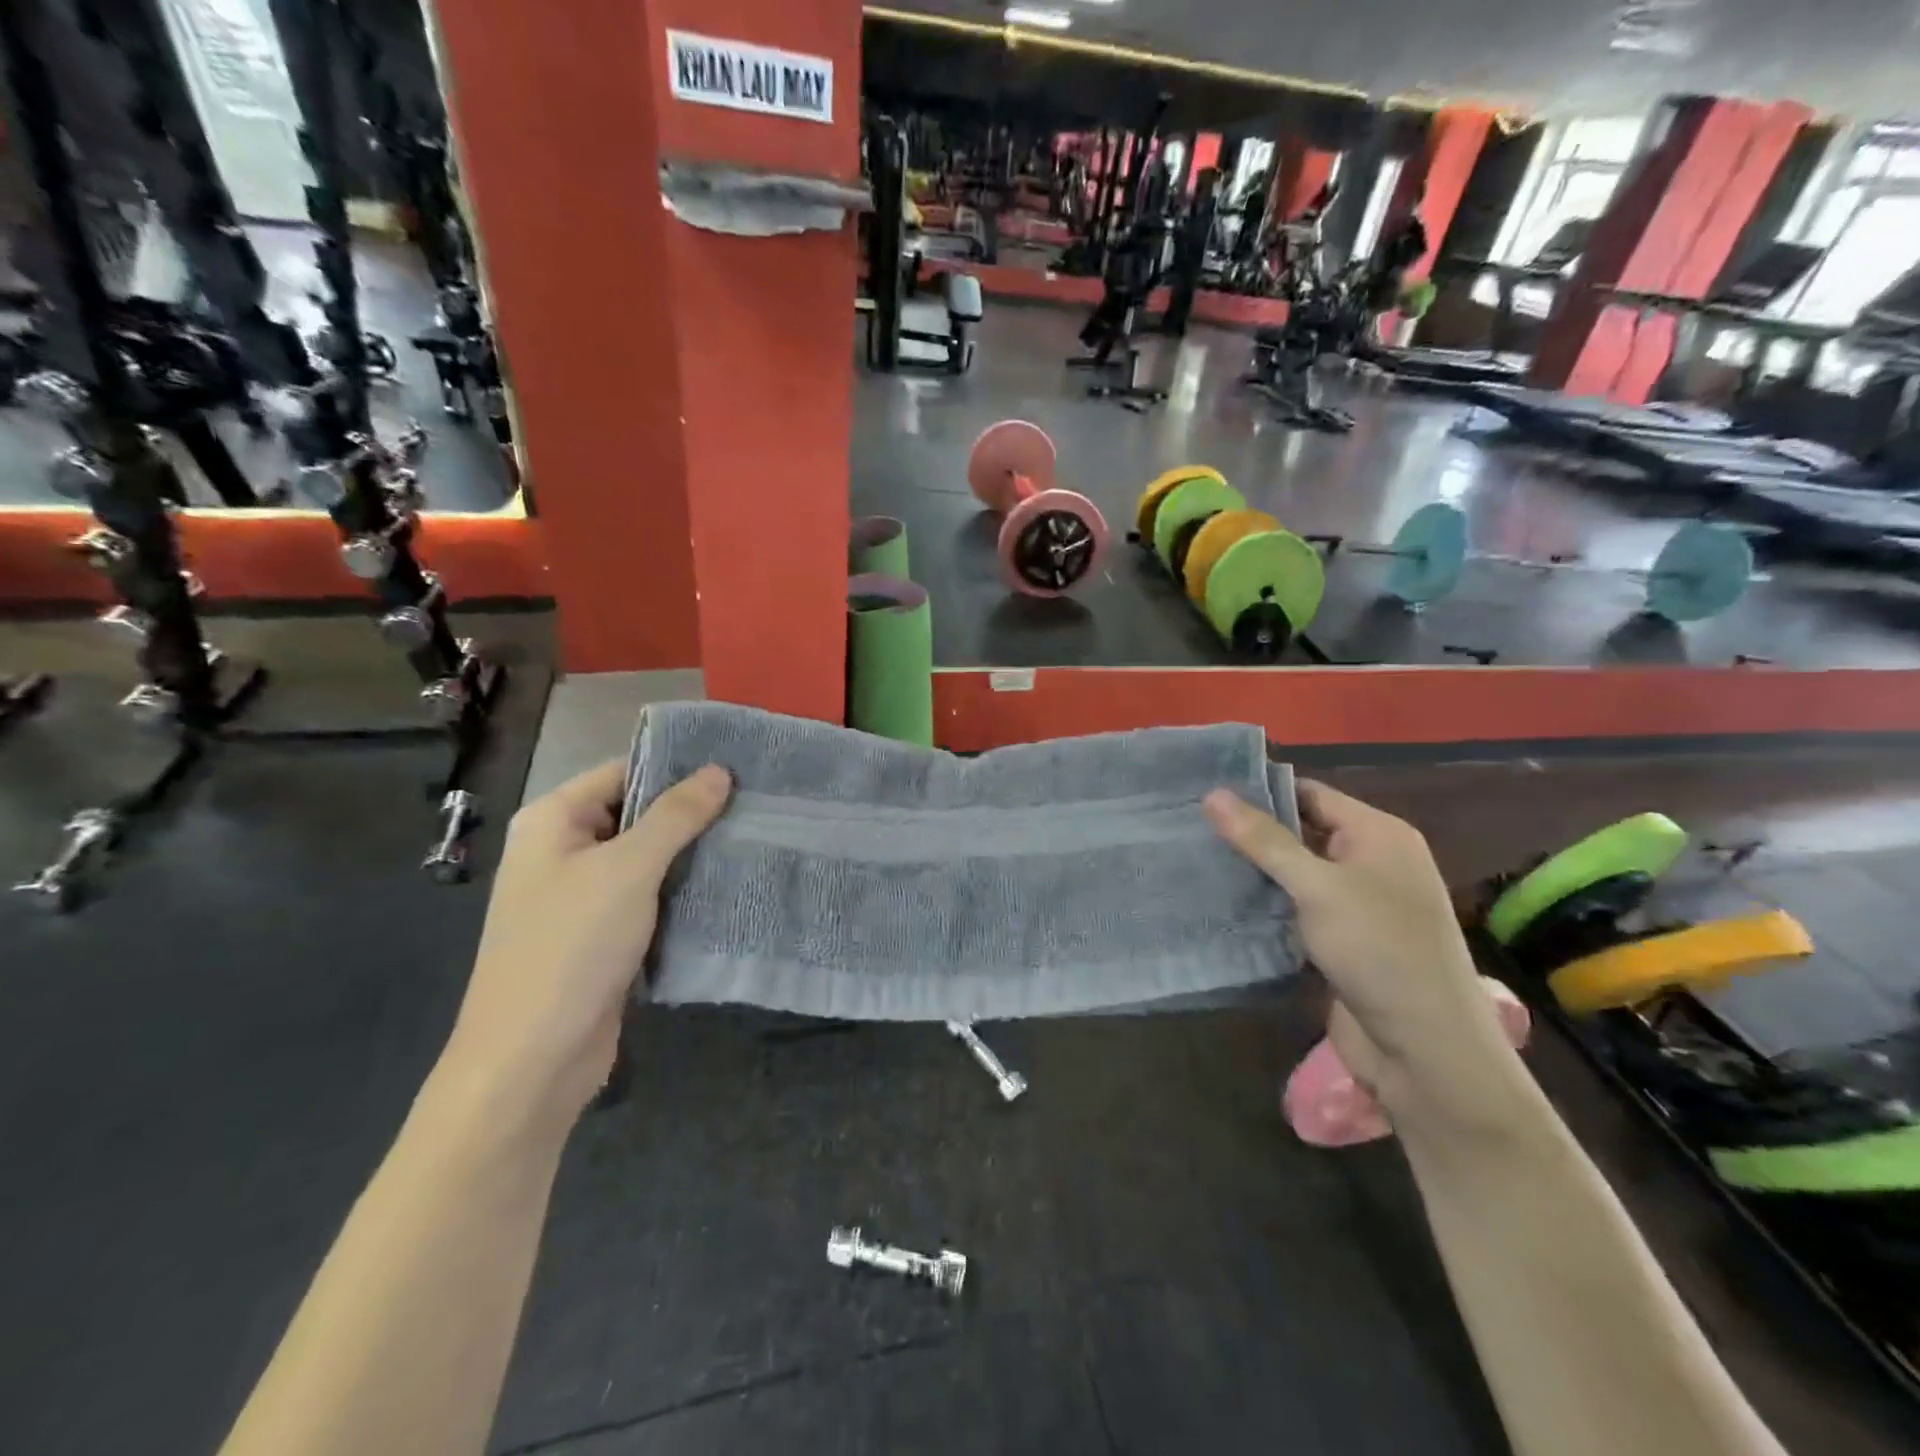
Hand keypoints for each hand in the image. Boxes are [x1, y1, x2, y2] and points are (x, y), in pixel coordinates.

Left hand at [440, 760, 729, 1124]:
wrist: (532, 1060)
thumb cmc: (571, 947)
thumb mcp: (629, 870)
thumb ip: (676, 816)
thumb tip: (719, 771)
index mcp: (552, 821)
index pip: (622, 772)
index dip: (676, 768)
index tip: (737, 768)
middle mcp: (562, 851)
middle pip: (635, 814)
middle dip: (690, 813)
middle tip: (754, 804)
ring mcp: (580, 896)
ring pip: (645, 859)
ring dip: (690, 854)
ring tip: (751, 838)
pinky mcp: (600, 935)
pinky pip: (646, 897)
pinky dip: (681, 891)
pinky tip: (727, 884)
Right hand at [1204, 780, 1516, 1113]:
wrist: (1427, 1049)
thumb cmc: (1379, 950)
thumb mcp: (1317, 887)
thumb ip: (1264, 840)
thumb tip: (1212, 794)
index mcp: (1378, 834)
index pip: (1310, 794)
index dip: (1260, 792)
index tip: (1205, 794)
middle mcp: (1371, 862)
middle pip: (1302, 833)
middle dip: (1251, 834)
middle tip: (1190, 828)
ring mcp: (1359, 904)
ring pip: (1296, 874)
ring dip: (1255, 873)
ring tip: (1195, 861)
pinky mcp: (1344, 942)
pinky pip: (1297, 910)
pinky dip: (1266, 906)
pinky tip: (1223, 904)